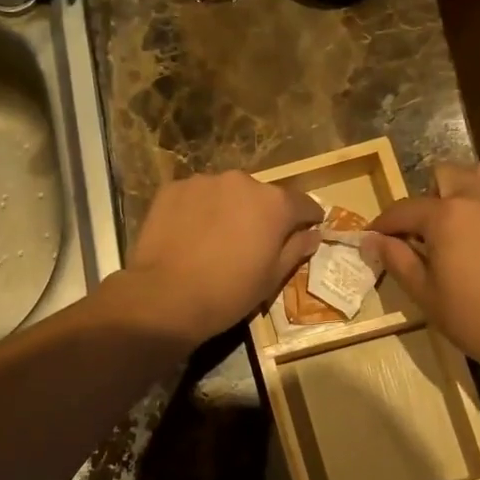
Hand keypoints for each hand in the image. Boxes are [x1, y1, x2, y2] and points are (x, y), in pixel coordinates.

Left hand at [118, 171, 322, 342]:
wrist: (166, 297)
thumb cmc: (229, 293)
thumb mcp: (272, 278)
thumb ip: (296, 249)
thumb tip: (314, 234)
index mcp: (274, 203)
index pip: (302, 203)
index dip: (308, 218)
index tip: (308, 228)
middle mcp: (242, 181)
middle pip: (261, 196)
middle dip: (262, 214)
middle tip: (253, 241)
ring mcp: (204, 182)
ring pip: (225, 193)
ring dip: (227, 209)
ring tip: (216, 238)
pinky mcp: (172, 188)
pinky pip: (195, 197)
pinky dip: (197, 210)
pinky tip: (189, 235)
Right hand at [365, 161, 479, 376]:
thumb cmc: (473, 317)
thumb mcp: (424, 293)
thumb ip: (396, 259)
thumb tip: (371, 239)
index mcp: (446, 215)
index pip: (404, 209)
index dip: (385, 223)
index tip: (376, 236)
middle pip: (444, 174)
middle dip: (429, 197)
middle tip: (429, 229)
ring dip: (466, 188)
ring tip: (466, 218)